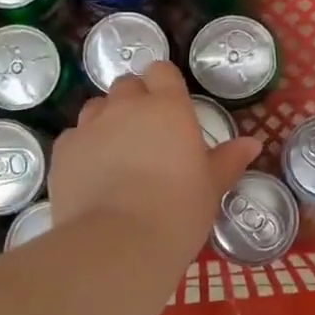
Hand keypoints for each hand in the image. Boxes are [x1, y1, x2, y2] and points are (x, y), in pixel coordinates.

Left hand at [50, 61, 259, 264]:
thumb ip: (228, 160)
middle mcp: (126, 107)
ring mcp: (90, 126)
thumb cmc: (178, 211)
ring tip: (117, 153)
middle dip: (135, 101)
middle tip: (147, 134)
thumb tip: (252, 144)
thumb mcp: (211, 186)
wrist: (118, 243)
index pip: (162, 71)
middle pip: (127, 85)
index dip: (164, 85)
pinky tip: (92, 175)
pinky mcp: (62, 151)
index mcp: (168, 107)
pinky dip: (84, 148)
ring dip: (107, 120)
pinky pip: (74, 137)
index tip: (171, 109)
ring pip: (97, 108)